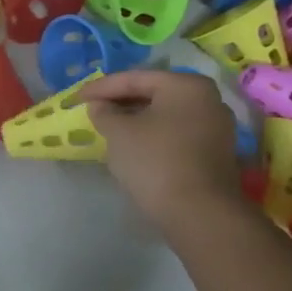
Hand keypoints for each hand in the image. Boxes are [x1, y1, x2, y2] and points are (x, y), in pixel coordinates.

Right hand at [82, 70, 242, 226]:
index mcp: (186, 85)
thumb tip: (101, 106)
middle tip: (92, 110)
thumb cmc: (155, 161)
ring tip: (108, 128)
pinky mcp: (214, 152)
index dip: (100, 87)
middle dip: (120, 102)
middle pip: (153, 93)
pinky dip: (152, 134)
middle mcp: (208, 99)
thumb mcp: (118, 132)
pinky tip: (132, 145)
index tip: (75, 98)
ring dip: (135, 119)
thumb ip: (104, 112)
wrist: (199, 212)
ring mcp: (216, 127)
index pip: (134, 78)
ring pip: (165, 114)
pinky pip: (175, 133)